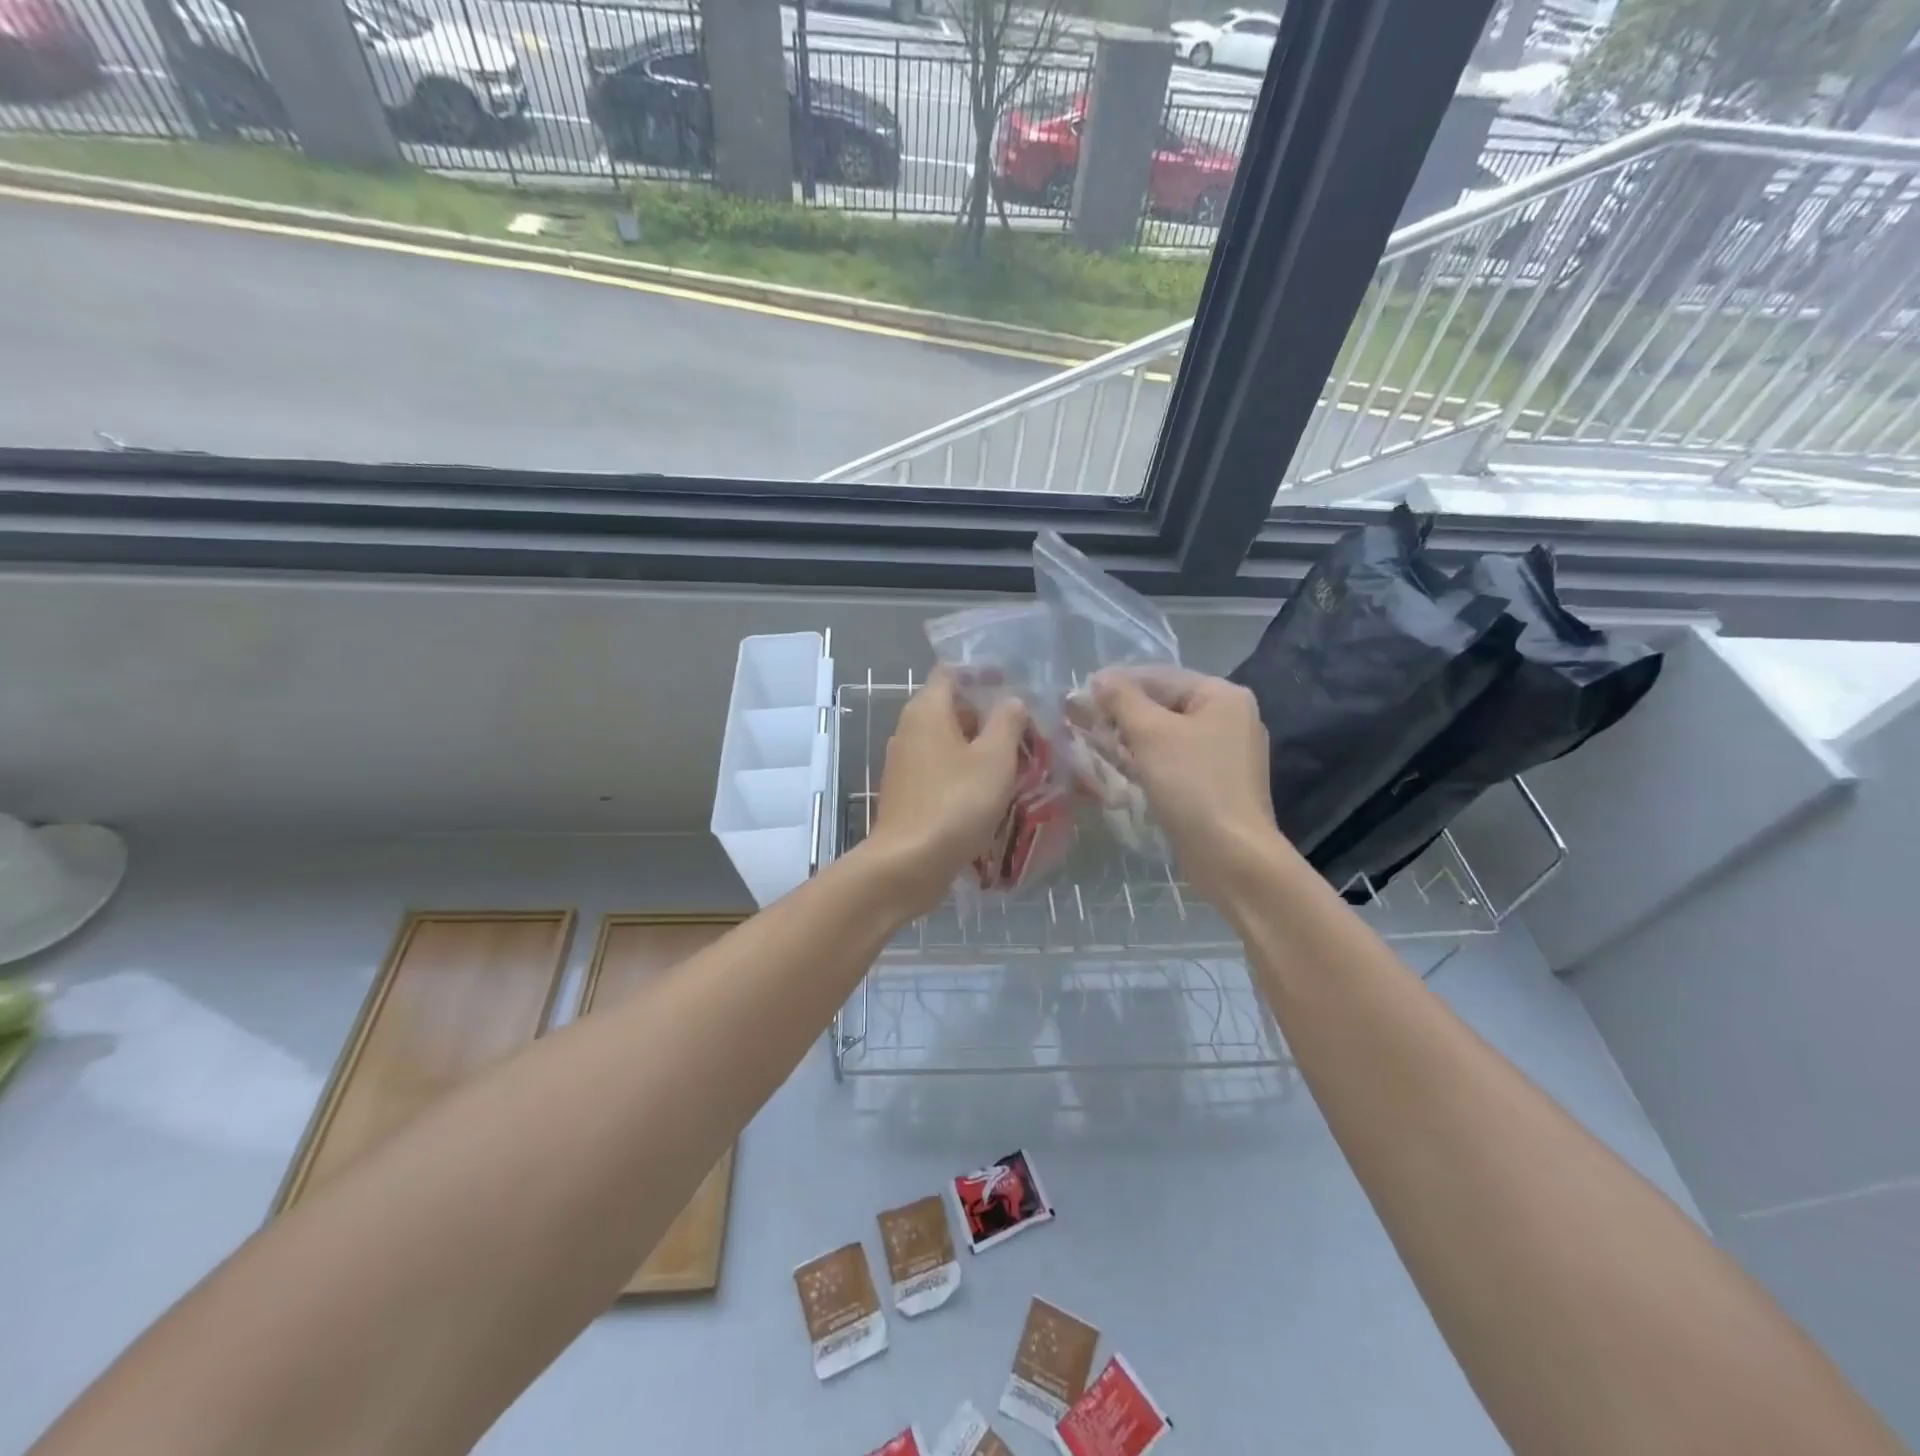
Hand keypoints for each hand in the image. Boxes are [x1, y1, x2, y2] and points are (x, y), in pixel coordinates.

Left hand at [866, 670, 1026, 914]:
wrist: (909, 863)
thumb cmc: (956, 802)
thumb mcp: (994, 758)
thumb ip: (1006, 722)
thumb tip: (1011, 700)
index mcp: (927, 710)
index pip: (951, 674)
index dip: (982, 675)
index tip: (1013, 687)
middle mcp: (909, 729)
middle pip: (951, 709)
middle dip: (988, 716)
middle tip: (1025, 730)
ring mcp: (904, 763)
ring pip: (948, 742)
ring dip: (979, 748)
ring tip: (1016, 762)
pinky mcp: (907, 793)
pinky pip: (941, 770)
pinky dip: (965, 773)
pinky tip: (991, 792)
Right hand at [1091, 667, 1282, 904]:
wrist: (1231, 856)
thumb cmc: (1192, 785)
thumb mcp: (1150, 734)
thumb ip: (1122, 700)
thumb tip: (1099, 678)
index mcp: (1221, 696)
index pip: (1159, 676)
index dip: (1116, 682)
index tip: (1078, 693)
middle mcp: (1227, 718)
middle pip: (1162, 704)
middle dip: (1119, 712)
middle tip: (1077, 718)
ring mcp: (1221, 753)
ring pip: (1163, 735)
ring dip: (1126, 736)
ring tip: (1087, 739)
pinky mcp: (1211, 784)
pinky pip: (1170, 760)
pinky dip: (1142, 759)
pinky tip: (1113, 763)